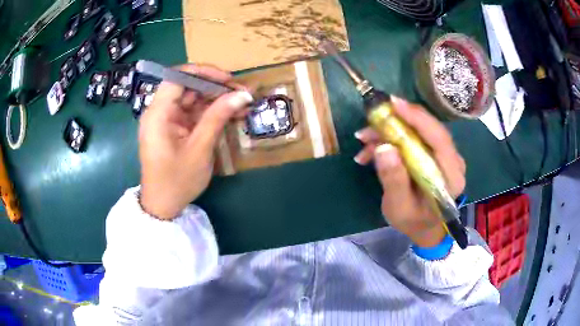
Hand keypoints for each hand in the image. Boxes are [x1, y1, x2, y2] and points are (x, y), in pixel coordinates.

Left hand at [139, 65, 252, 219]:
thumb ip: (218, 117)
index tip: (227, 79)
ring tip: (241, 104)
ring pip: (191, 99)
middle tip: (241, 92)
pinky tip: (229, 115)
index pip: (178, 77)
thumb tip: (243, 94)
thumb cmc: (177, 181)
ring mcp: (165, 120)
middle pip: (186, 86)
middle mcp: (159, 112)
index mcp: (158, 114)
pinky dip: (209, 113)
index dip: (203, 72)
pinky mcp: (172, 128)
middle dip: (214, 87)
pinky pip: (191, 113)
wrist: (163, 206)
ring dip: (215, 100)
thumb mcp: (200, 149)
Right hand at [354, 97, 465, 246]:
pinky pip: (414, 138)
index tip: (393, 104)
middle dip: (397, 122)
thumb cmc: (414, 221)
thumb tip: (383, 147)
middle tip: (369, 122)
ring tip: (364, 141)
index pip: (439, 139)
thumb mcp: (399, 207)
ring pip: (418, 131)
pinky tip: (372, 149)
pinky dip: (392, 139)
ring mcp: (444, 155)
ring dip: (389, 131)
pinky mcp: (434, 153)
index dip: (417, 118)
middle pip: (428, 129)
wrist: (425, 227)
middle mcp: (452, 160)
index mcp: (451, 176)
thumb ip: (394, 180)